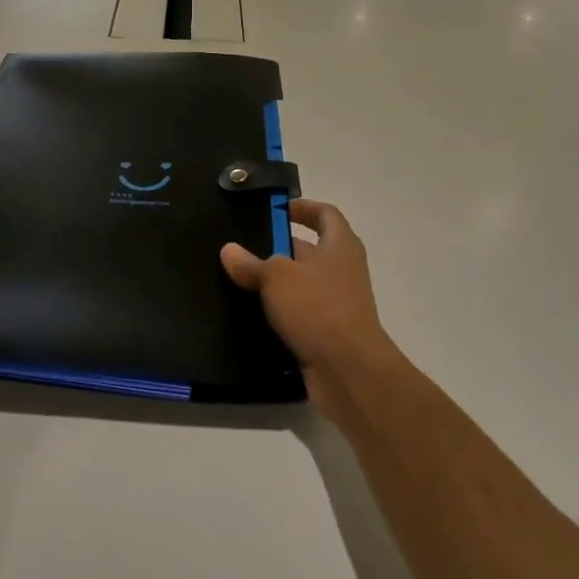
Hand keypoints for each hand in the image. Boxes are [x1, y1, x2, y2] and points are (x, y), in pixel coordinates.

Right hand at [220, 199, 396, 418]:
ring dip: (277, 284)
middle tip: (244, 248)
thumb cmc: (318, 308)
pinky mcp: (329, 333)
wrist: (349, 371)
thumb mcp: (277, 278)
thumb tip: (229, 250)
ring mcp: (339, 304)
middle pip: (311, 250)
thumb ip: (252, 263)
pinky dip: (281, 313)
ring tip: (240, 281)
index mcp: (340, 245)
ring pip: (303, 284)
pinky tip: (252, 315)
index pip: (325, 214)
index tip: (276, 210)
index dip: (303, 207)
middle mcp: (344, 270)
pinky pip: (301, 314)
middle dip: (279, 248)